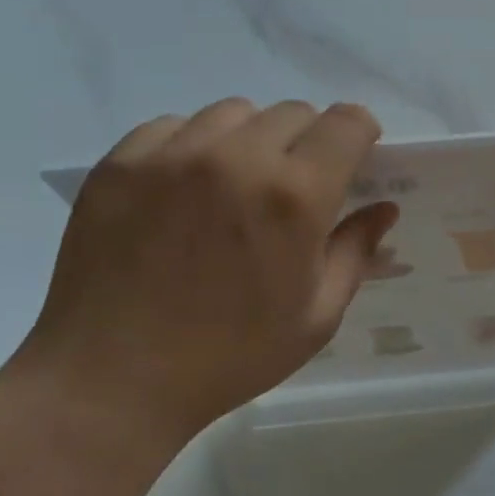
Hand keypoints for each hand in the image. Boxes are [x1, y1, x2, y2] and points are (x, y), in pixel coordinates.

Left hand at [22, 99, 396, 436]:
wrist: (110, 383)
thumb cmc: (230, 356)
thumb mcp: (316, 316)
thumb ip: (356, 251)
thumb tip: (384, 208)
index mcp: (295, 195)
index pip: (347, 122)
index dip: (360, 134)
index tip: (354, 159)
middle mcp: (238, 157)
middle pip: (294, 112)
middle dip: (308, 142)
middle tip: (291, 188)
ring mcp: (173, 154)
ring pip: (234, 113)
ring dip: (250, 139)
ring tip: (233, 186)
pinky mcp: (121, 162)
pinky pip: (173, 125)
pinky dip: (191, 146)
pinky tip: (182, 190)